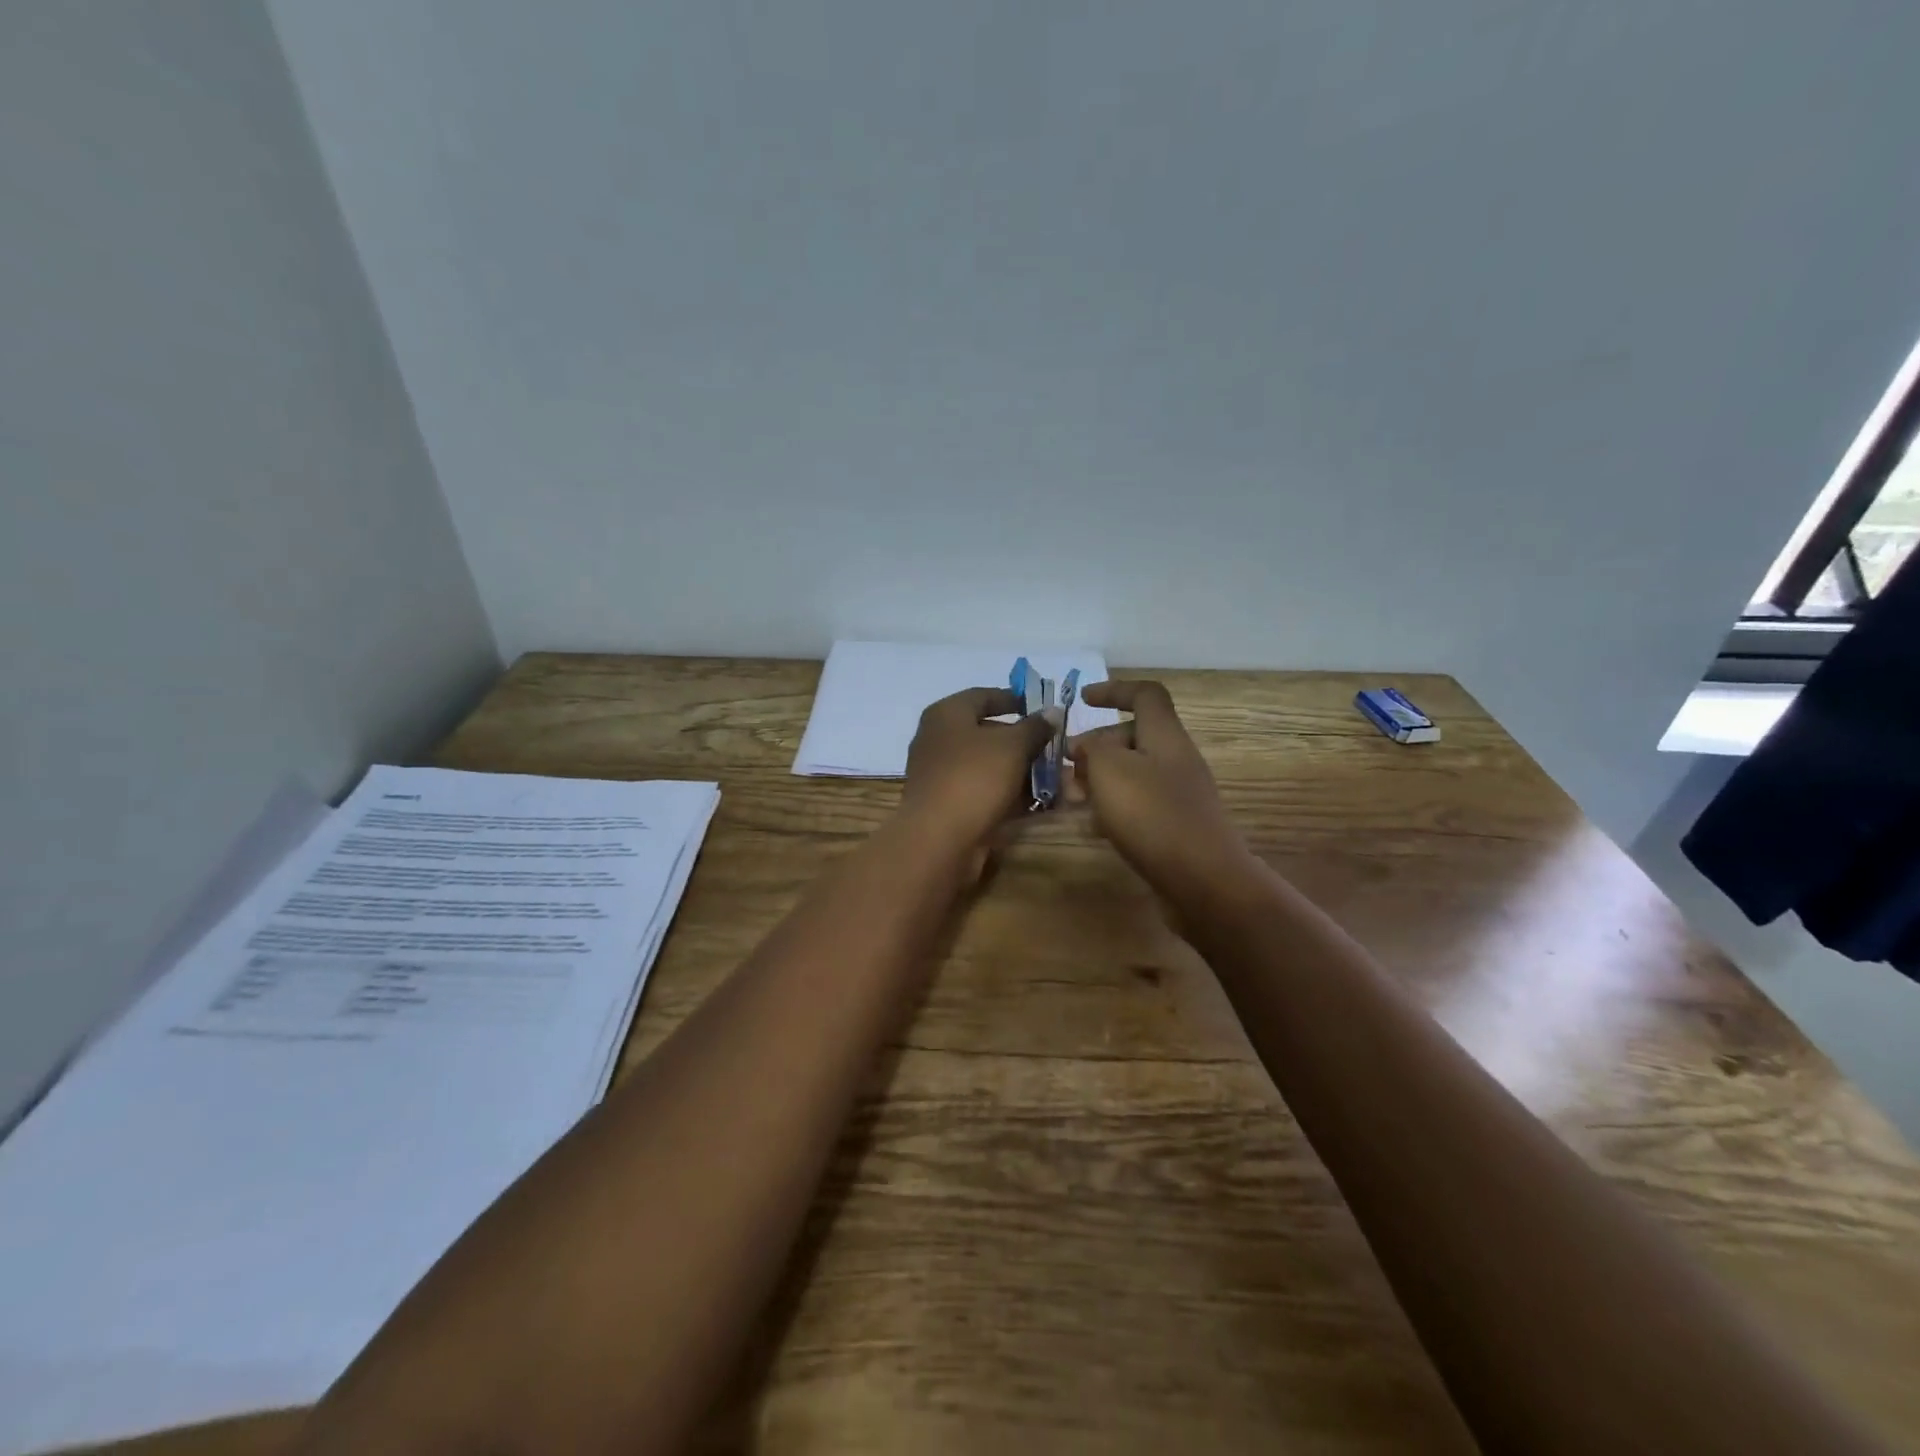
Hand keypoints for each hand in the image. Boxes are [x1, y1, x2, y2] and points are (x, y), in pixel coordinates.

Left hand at [900, 687, 1054, 858]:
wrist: (939, 840)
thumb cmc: (975, 778)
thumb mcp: (1013, 746)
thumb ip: (1035, 727)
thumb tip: (1052, 711)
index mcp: (946, 714)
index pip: (984, 695)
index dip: (1015, 699)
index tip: (1044, 709)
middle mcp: (938, 739)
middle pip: (987, 732)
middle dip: (1025, 741)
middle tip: (1055, 748)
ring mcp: (941, 774)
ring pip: (988, 764)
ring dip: (1022, 770)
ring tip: (1056, 778)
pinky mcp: (948, 804)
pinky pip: (984, 790)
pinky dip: (1009, 793)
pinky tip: (1038, 801)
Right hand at [1069, 680, 1254, 904]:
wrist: (1204, 880)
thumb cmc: (1152, 815)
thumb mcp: (1109, 770)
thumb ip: (1092, 750)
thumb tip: (1086, 747)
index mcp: (1165, 735)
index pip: (1144, 694)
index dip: (1113, 690)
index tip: (1082, 699)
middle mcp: (1175, 759)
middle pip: (1134, 736)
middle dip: (1097, 745)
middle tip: (1066, 765)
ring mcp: (1179, 794)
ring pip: (1133, 772)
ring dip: (1100, 779)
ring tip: (1073, 798)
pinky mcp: (1175, 826)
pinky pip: (1138, 804)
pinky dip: (1113, 808)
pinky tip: (1094, 828)